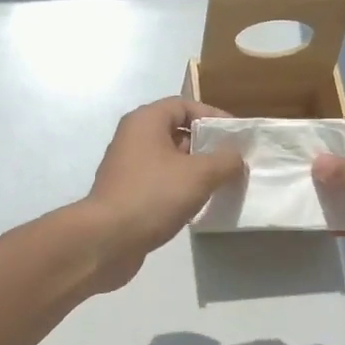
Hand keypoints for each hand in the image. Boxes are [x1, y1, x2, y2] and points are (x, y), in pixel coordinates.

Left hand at [80, 98, 244, 290]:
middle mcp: (132, 138)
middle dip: (205, 145)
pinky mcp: (126, 193)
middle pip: (176, 131)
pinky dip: (178, 188)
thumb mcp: (199, 174)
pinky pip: (159, 181)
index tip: (235, 135)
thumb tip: (236, 157)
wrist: (108, 239)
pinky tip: (196, 205)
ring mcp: (127, 167)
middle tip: (231, 161)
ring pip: (168, 159)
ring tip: (220, 184)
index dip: (212, 115)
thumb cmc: (154, 195)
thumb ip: (225, 160)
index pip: (184, 105)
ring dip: (193, 169)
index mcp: (145, 121)